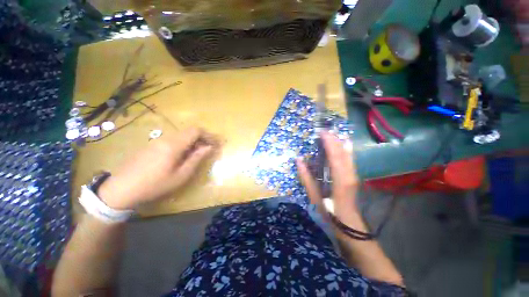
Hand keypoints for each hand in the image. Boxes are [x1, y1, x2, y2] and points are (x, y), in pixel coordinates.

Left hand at [98, 127, 218, 209]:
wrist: (121, 189)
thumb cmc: (155, 185)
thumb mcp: (181, 175)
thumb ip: (196, 158)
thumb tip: (209, 147)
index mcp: (174, 144)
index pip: (196, 131)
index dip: (208, 135)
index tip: (216, 144)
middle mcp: (166, 138)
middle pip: (189, 131)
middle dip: (202, 138)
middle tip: (209, 149)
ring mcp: (157, 141)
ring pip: (181, 135)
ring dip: (193, 142)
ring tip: (197, 154)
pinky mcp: (151, 145)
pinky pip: (172, 140)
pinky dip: (183, 144)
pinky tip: (182, 156)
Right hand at [296, 131, 363, 227]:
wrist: (349, 226)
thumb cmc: (330, 213)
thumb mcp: (315, 197)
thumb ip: (306, 178)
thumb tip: (298, 160)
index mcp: (340, 179)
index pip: (335, 156)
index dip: (329, 142)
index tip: (321, 132)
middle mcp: (349, 174)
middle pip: (343, 152)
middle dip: (334, 139)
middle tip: (324, 130)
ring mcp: (353, 174)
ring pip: (348, 154)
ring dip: (340, 142)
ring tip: (332, 133)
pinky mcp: (354, 176)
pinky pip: (349, 158)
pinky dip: (345, 149)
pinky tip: (343, 143)